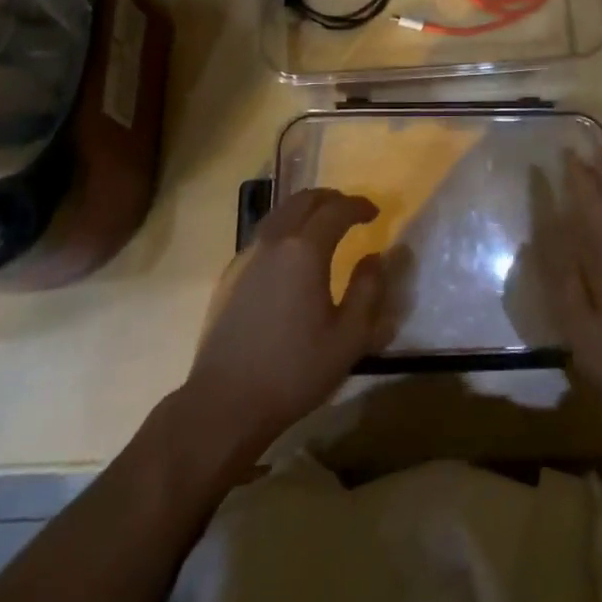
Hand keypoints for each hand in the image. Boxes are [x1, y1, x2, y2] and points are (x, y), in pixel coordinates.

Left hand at [180, 189, 396, 464]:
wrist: (225, 402)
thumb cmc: (294, 370)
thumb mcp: (349, 337)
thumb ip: (368, 290)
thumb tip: (376, 258)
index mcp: (305, 250)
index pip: (337, 210)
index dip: (359, 206)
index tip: (374, 213)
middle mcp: (274, 242)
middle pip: (304, 200)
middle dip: (331, 199)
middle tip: (350, 211)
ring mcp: (246, 257)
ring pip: (279, 214)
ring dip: (305, 210)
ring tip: (322, 226)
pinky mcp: (229, 276)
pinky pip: (263, 235)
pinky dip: (284, 229)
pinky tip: (290, 256)